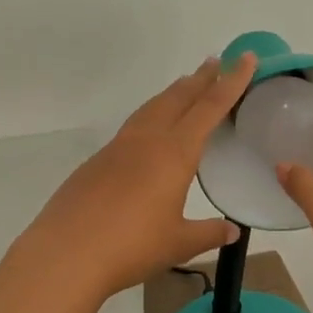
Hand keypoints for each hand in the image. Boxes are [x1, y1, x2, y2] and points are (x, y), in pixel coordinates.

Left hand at [19, 55, 256, 302]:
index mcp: (174, 153)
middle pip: (178, 98)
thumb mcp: (178, 243)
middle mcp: (147, 140)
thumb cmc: (131, 247)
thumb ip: (208, 233)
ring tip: (185, 85)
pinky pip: (132, 127)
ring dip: (172, 93)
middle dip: (200, 79)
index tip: (246, 58)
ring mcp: (117, 148)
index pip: (209, 108)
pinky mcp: (96, 162)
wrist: (66, 253)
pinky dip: (150, 115)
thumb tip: (232, 230)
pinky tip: (149, 131)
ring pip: (151, 108)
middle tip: (217, 62)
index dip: (231, 82)